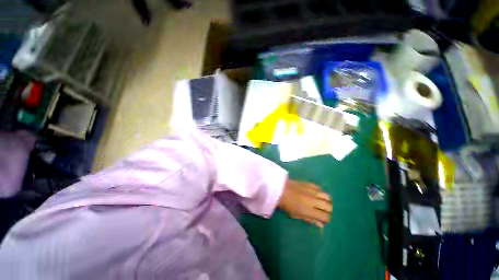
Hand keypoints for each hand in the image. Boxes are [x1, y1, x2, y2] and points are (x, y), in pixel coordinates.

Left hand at [278, 179, 331, 227]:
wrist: (280, 189)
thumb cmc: (287, 205)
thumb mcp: (297, 215)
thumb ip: (310, 220)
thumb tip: (321, 225)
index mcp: (310, 210)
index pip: (326, 217)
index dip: (325, 220)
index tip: (322, 219)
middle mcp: (314, 200)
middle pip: (329, 207)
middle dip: (328, 210)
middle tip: (322, 211)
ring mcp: (312, 191)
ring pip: (327, 196)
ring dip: (326, 201)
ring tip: (321, 202)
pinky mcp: (309, 183)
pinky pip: (320, 188)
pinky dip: (320, 192)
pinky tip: (316, 194)